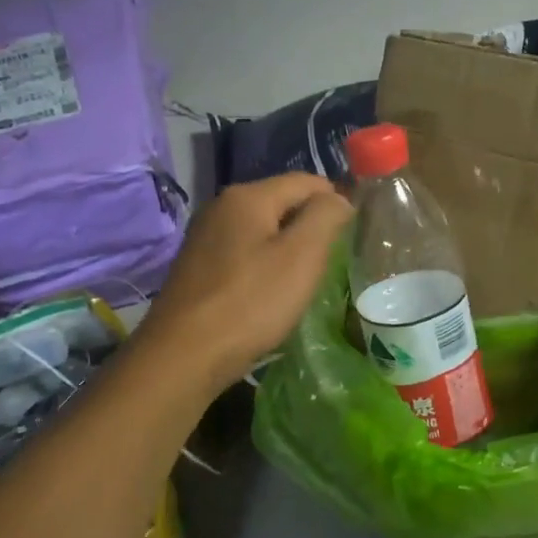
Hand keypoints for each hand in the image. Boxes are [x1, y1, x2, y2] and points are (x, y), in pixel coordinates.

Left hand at [138, 173, 352, 391]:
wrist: (183, 356)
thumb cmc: (250, 303)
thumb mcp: (302, 256)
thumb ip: (325, 217)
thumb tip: (339, 198)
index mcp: (248, 196)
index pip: (307, 182)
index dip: (336, 201)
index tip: (354, 233)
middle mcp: (221, 206)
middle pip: (282, 202)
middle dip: (311, 225)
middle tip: (332, 260)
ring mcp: (205, 237)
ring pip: (263, 229)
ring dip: (288, 247)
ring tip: (306, 278)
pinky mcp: (197, 267)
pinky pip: (244, 252)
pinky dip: (264, 265)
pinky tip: (270, 292)